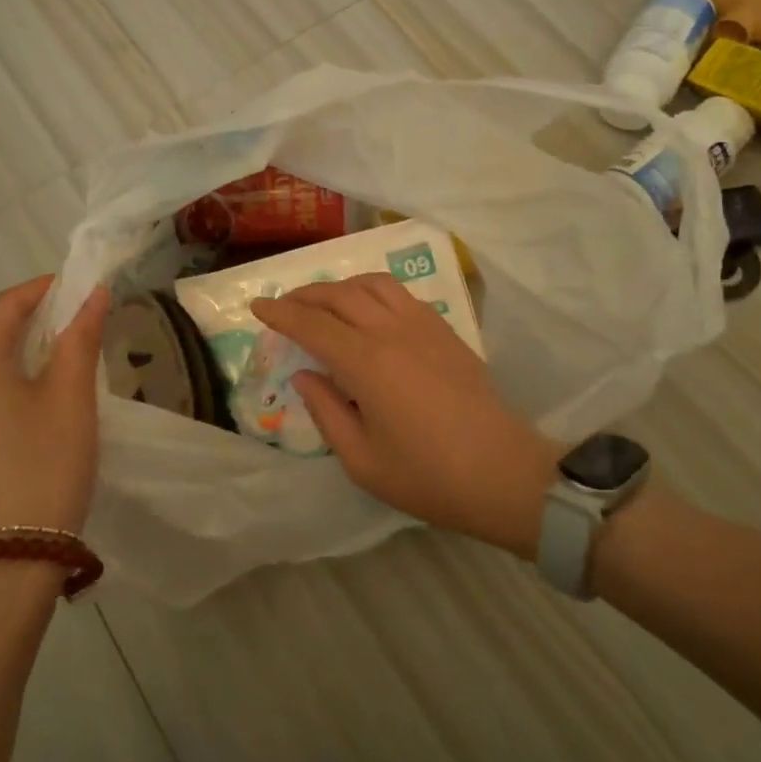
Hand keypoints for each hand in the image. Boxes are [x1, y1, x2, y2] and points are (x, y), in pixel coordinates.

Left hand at [0, 275, 110, 543]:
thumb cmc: (47, 464)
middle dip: (27, 316)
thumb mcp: (72, 396)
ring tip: (58, 349)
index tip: (75, 284)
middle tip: (72, 314)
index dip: (39, 289)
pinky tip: (33, 392)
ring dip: (15, 347)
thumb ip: (80, 337)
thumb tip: (94, 294)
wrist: (13, 556)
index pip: (2, 308)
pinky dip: (3, 377)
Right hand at [252, 274, 560, 557]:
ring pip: (373, 284)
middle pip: (340, 295)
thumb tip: (304, 376)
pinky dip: (373, 291)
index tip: (257, 306)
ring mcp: (423, 326)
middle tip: (284, 305)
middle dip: (306, 295)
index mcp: (367, 364)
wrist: (503, 473)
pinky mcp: (445, 330)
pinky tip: (369, 309)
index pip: (312, 325)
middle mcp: (392, 332)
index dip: (281, 313)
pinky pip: (401, 294)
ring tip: (324, 301)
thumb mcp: (362, 461)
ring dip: (341, 286)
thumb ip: (326, 412)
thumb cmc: (428, 477)